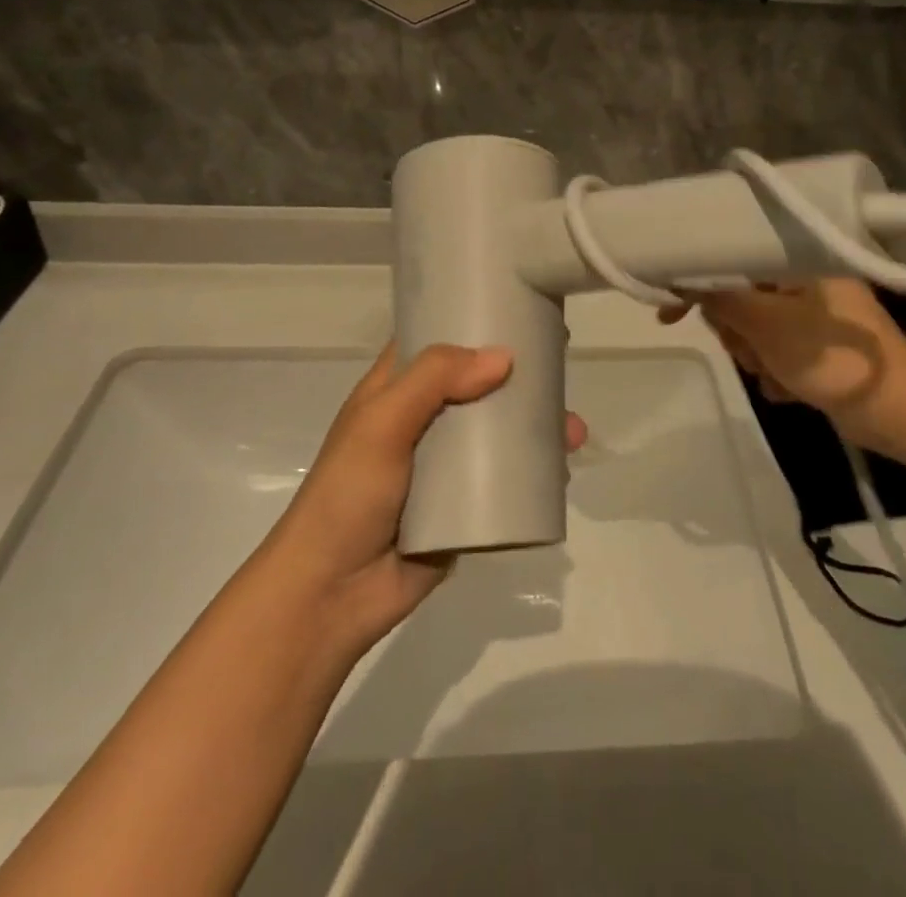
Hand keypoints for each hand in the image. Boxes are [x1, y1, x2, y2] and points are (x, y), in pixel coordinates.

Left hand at [262, 343, 587, 661]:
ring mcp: (445, 466)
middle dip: (521, 376)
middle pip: (480, 384)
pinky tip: (563, 469)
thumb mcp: (381, 424)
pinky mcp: (464, 507)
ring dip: (537, 426)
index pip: (438, 340)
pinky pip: (506, 480)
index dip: (474, 321)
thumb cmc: (347, 496)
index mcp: (396, 391)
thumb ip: (434, 381)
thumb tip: (504, 357)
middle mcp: (423, 420)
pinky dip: (535, 472)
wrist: (331, 596)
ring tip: (574, 432)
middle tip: (563, 369)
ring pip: (499, 432)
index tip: (521, 309)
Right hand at [660, 280, 905, 451]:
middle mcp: (806, 280)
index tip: (669, 311)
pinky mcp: (819, 347)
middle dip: (737, 331)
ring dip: (756, 356)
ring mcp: (814, 315)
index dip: (698, 282)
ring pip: (755, 329)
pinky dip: (776, 370)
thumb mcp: (767, 325)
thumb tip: (684, 282)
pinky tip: (792, 389)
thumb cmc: (832, 358)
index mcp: (799, 261)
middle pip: (740, 298)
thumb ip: (721, 300)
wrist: (900, 414)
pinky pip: (776, 351)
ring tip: (778, 374)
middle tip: (749, 350)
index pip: (733, 257)